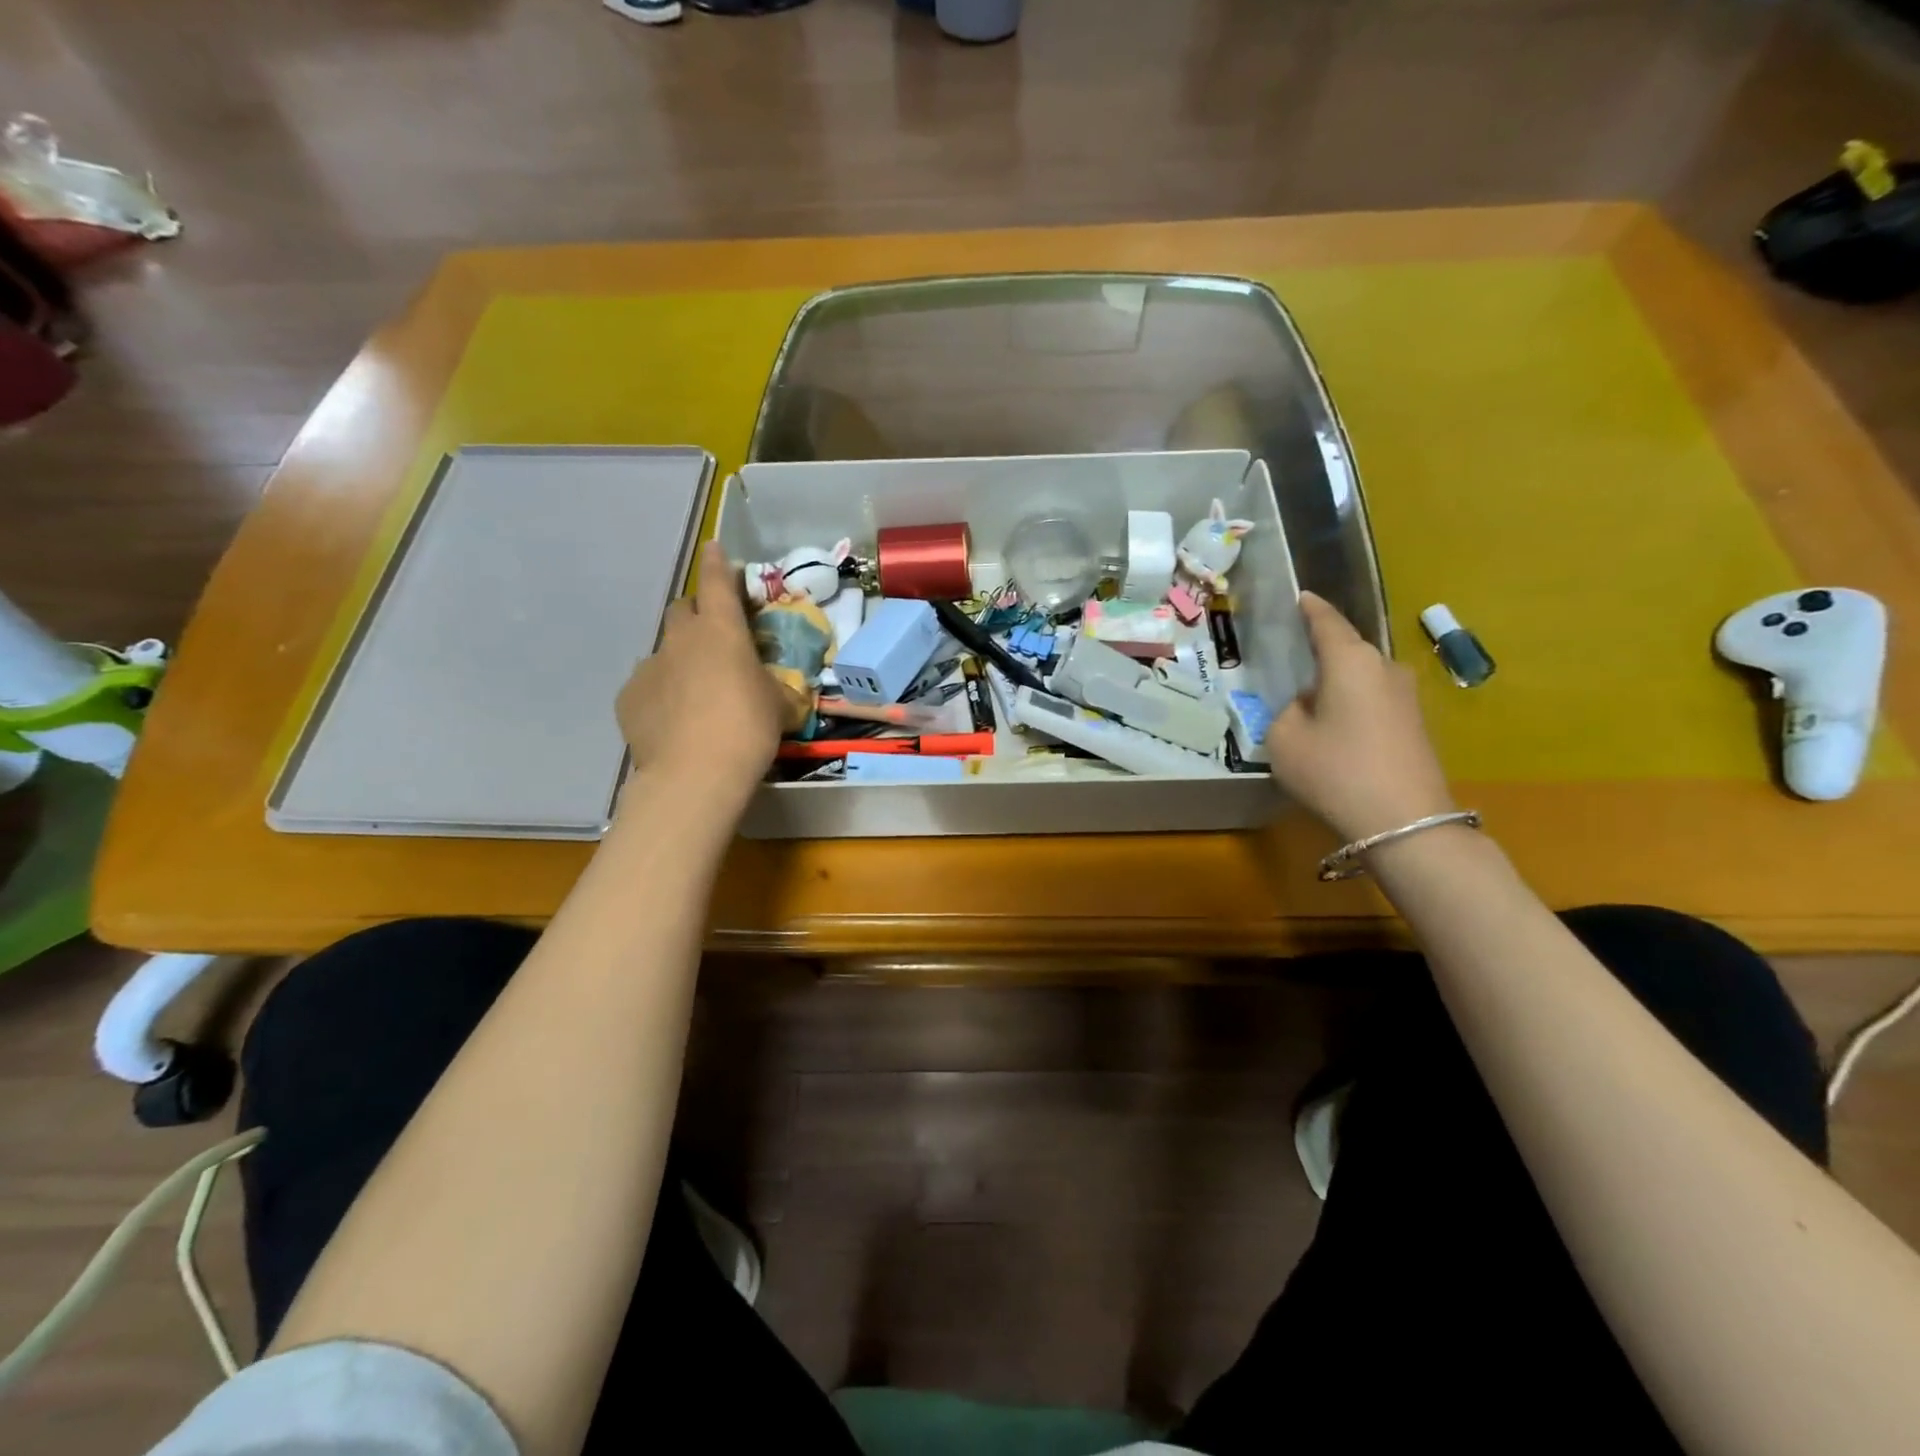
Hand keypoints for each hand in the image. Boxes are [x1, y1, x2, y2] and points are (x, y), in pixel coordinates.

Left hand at [615, 542, 784, 807]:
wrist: (695, 775)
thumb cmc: (748, 730)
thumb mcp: (778, 705)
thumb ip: (772, 685)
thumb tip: (770, 687)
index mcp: (722, 632)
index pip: (718, 583)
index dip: (718, 563)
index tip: (714, 548)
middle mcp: (681, 639)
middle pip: (683, 609)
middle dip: (697, 616)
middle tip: (714, 639)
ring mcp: (649, 667)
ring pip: (664, 651)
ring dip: (680, 660)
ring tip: (694, 694)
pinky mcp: (628, 697)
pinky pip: (647, 685)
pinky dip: (661, 694)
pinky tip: (673, 721)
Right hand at [1267, 592, 1456, 842]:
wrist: (1404, 821)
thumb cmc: (1334, 770)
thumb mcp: (1284, 739)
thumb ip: (1286, 711)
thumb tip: (1306, 705)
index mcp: (1350, 660)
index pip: (1326, 621)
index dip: (1310, 608)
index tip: (1299, 597)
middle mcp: (1384, 667)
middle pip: (1346, 650)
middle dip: (1320, 652)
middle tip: (1290, 660)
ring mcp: (1406, 696)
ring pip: (1360, 677)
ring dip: (1336, 683)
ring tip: (1308, 700)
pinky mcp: (1415, 723)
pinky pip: (1373, 700)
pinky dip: (1351, 704)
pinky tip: (1334, 727)